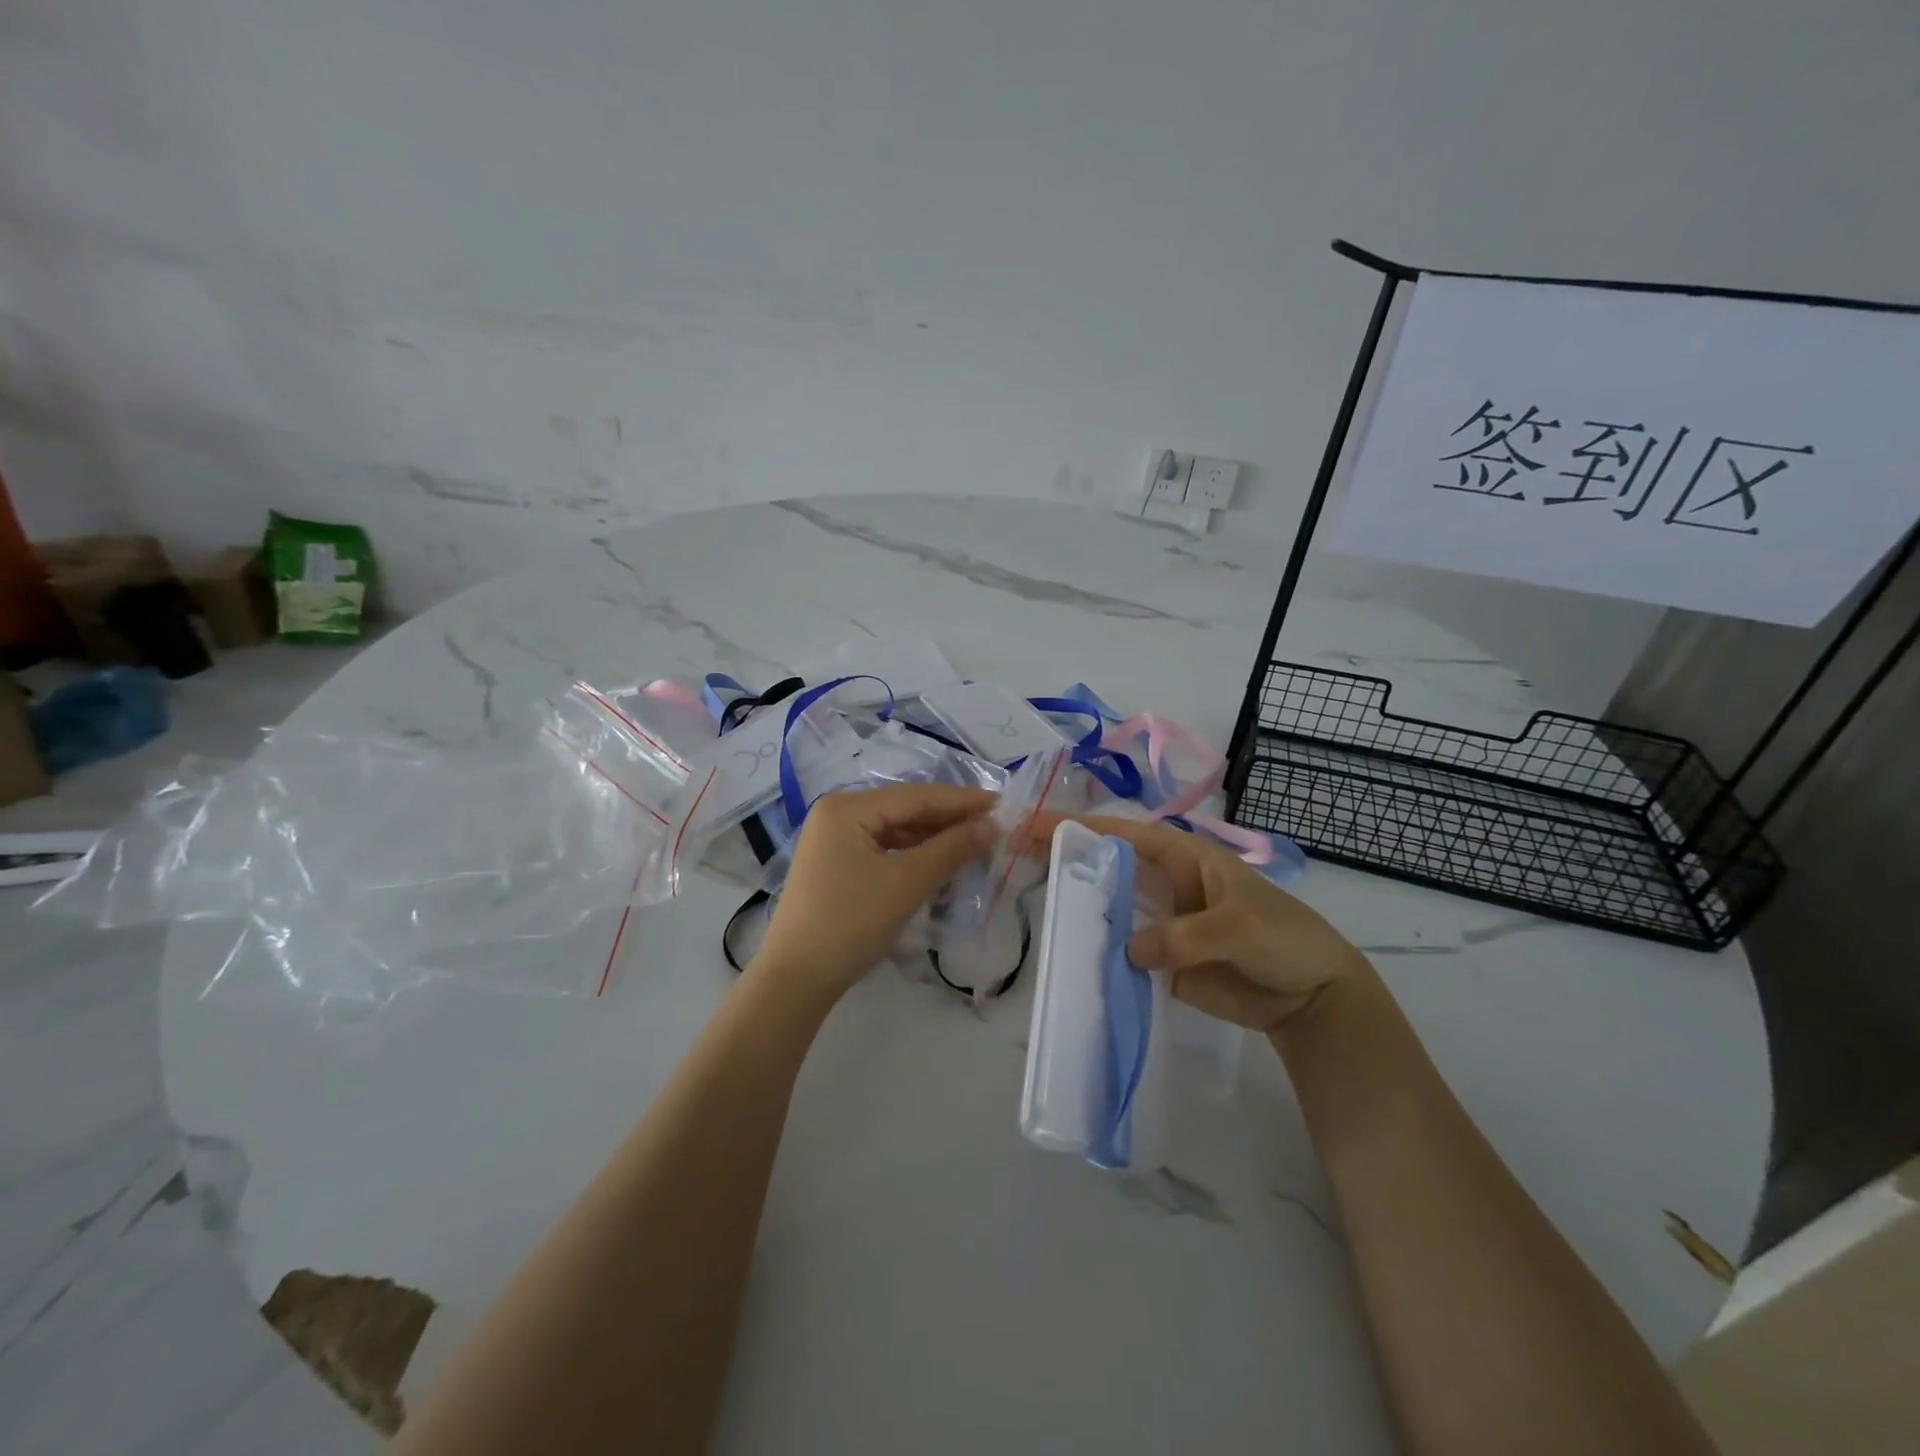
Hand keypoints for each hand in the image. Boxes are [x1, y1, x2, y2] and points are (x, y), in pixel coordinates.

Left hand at [752, 783, 995, 1006]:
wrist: (796, 979)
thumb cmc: (851, 923)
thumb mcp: (907, 883)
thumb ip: (951, 849)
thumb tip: (990, 826)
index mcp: (847, 808)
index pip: (916, 796)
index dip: (962, 801)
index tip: (1003, 804)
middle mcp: (837, 815)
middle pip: (905, 810)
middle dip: (949, 820)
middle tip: (994, 827)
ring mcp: (834, 841)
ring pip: (895, 831)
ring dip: (933, 840)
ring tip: (974, 845)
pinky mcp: (836, 866)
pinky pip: (883, 850)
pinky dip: (913, 857)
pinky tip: (940, 865)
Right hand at [1024, 813, 1368, 1032]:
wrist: (1310, 996)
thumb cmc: (1283, 939)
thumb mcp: (1239, 927)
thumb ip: (1184, 936)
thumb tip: (1128, 950)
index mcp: (1184, 857)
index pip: (1125, 835)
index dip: (1083, 827)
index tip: (1037, 823)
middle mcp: (1164, 884)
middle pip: (1107, 866)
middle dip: (1066, 859)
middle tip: (1015, 856)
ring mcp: (1159, 923)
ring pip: (1108, 908)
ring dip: (1076, 905)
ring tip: (1028, 900)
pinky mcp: (1159, 961)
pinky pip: (1120, 952)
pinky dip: (1095, 951)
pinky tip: (1065, 952)